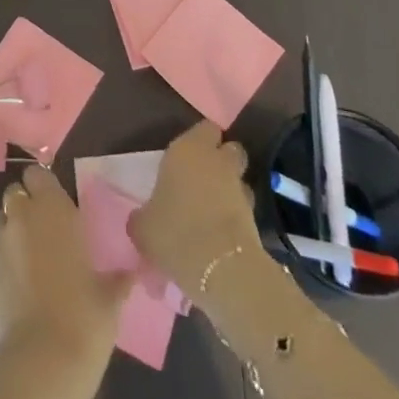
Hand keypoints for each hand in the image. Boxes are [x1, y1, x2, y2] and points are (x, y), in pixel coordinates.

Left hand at [0, 164, 131, 398]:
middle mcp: (21, 218)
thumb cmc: (85, 320)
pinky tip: (17, 297)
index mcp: (53, 210)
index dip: (43, 187)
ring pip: (0, 224)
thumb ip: (117, 277)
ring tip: (29, 265)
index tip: (55, 206)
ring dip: (12, 236)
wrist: (42, 364)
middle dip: (26, 209)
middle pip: (15, 195)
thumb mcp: (111, 297)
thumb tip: (131, 273)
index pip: (37, 174)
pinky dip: (2, 270)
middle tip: (44, 235)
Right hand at [128, 122, 260, 311]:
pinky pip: (244, 207)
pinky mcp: (256, 217)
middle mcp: (217, 161)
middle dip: (221, 159)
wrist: (222, 270)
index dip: (200, 139)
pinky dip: (236, 214)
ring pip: (238, 178)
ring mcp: (240, 188)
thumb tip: (143, 218)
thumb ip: (142, 215)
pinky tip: (221, 230)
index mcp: (187, 150)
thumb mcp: (142, 226)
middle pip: (228, 149)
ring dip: (230, 188)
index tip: (188, 154)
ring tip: (213, 207)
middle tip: (202, 177)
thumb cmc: (175, 233)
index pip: (205, 128)